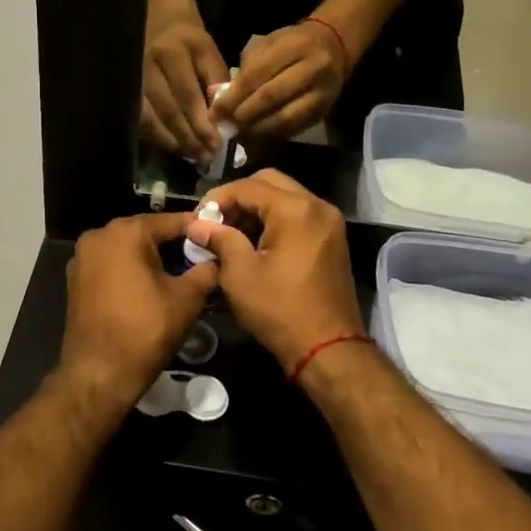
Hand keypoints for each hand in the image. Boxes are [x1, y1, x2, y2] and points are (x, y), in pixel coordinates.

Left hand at [58, 212, 218, 411]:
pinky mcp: (76, 281)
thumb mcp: (187, 298)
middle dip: (173, 244)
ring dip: (151, 258)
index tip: (218, 237)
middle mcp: (98, 236)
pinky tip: (151, 288)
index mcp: (125, 232)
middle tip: (201, 258)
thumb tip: (217, 259)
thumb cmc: (145, 330)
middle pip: (146, 233)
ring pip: (127, 250)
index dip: (197, 229)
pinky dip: (131, 271)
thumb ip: (206, 270)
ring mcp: (82, 259)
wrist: (99, 374)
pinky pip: (111, 266)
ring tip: (180, 274)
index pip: (170, 221)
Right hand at [141, 7, 228, 158]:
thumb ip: (216, 79)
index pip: (186, 93)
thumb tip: (219, 116)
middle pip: (167, 109)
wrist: (158, 16)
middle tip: (205, 156)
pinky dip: (156, 136)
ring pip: (149, 118)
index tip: (216, 143)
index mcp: (172, 51)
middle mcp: (147, 65)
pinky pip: (139, 118)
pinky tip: (172, 146)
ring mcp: (132, 78)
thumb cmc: (188, 37)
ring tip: (191, 155)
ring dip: (171, 141)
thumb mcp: (208, 50)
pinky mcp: (126, 88)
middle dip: (188, 137)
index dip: (201, 121)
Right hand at [186, 170, 363, 373]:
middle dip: (239, 198)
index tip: (198, 217)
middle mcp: (318, 206)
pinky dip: (275, 220)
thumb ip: (220, 240)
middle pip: (270, 182)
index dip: (218, 198)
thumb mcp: (241, 275)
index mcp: (296, 210)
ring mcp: (329, 222)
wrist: (329, 349)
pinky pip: (299, 214)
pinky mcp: (333, 239)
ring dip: (257, 208)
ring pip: (285, 197)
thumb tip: (197, 224)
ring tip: (231, 234)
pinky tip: (255, 243)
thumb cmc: (280, 310)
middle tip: (216, 221)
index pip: (248, 186)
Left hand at [213, 20, 349, 140]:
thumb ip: (247, 68)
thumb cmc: (292, 44)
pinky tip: (256, 135)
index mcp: (295, 46)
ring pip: (285, 117)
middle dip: (243, 114)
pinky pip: (294, 128)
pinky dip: (272, 134)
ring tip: (237, 133)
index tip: (215, 111)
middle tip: (224, 125)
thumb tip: (221, 98)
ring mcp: (322, 92)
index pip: (258, 74)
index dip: (234, 96)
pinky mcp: (324, 111)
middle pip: (272, 96)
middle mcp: (313, 68)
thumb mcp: (268, 45)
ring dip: (257, 129)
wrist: (333, 47)